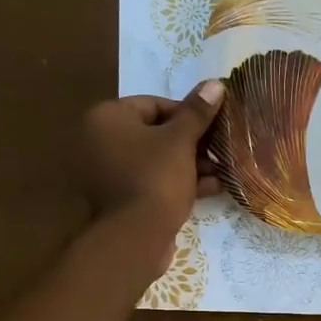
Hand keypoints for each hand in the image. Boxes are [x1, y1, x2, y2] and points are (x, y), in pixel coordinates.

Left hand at [79, 82, 224, 279]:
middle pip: (155, 133)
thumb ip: (197, 112)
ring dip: (190, 164)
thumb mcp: (181, 141)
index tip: (214, 126)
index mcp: (106, 118)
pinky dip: (178, 182)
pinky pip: (152, 181)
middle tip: (220, 150)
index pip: (153, 104)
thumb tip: (215, 83)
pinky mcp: (120, 199)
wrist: (136, 237)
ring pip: (157, 160)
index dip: (188, 114)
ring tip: (221, 171)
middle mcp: (99, 141)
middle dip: (192, 143)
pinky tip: (211, 188)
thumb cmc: (155, 178)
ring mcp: (108, 173)